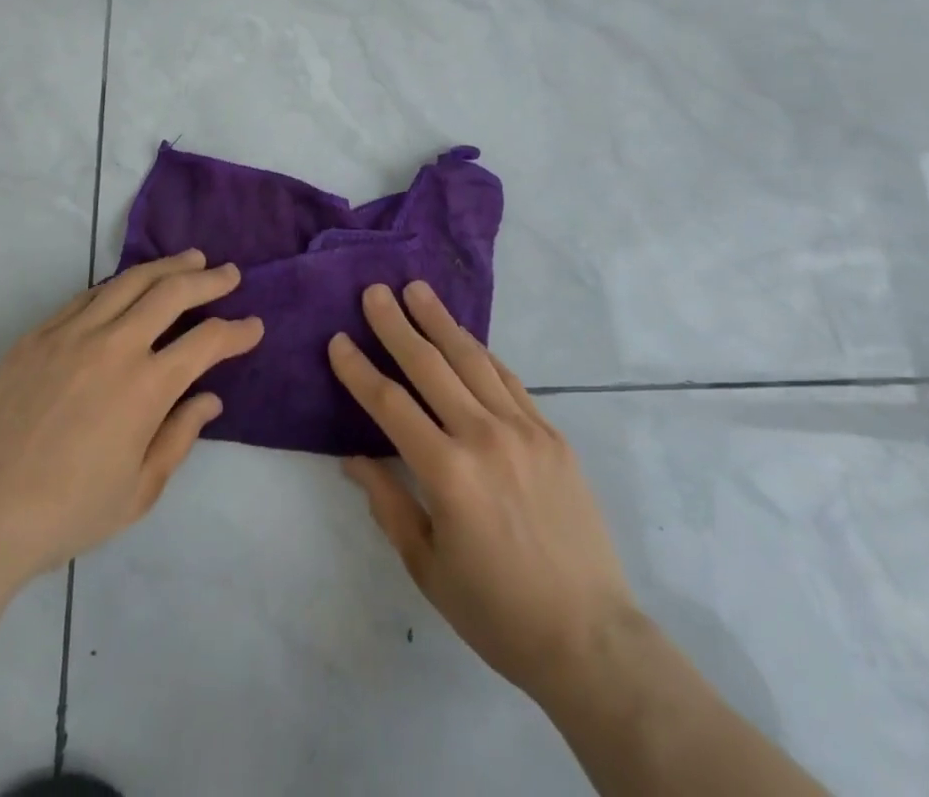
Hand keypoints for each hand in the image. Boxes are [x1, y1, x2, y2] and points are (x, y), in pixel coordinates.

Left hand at [0, 250, 261, 586]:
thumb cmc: (69, 512)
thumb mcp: (139, 491)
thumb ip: (180, 436)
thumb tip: (210, 398)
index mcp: (147, 387)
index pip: (207, 341)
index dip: (238, 331)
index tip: (253, 326)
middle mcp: (115, 346)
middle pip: (173, 292)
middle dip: (209, 279)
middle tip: (229, 273)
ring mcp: (72, 333)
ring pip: (130, 281)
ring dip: (167, 267)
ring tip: (190, 260)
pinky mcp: (38, 335)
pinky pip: (87, 296)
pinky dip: (118, 285)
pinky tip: (129, 286)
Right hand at [328, 282, 635, 704]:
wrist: (589, 637)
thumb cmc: (496, 611)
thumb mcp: (427, 565)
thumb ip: (388, 502)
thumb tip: (354, 457)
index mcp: (446, 472)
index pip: (389, 404)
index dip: (359, 369)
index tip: (338, 340)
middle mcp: (483, 437)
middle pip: (429, 366)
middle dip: (396, 325)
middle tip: (375, 291)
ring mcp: (524, 430)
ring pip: (472, 360)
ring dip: (440, 322)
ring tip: (417, 290)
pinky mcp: (552, 435)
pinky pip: (509, 381)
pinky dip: (482, 353)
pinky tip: (465, 337)